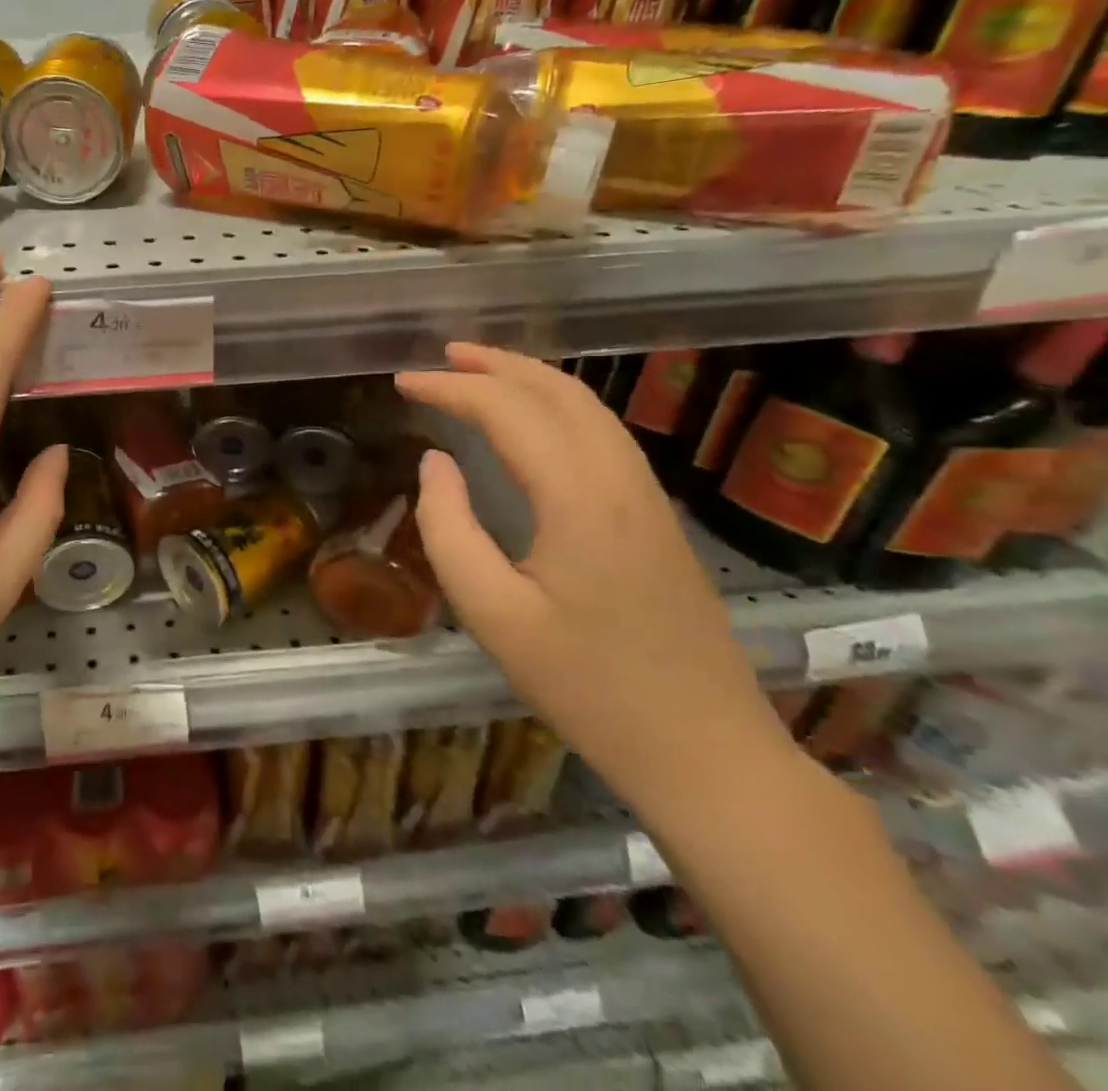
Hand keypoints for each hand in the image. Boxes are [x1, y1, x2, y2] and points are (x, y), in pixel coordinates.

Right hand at [397, 345, 796, 823]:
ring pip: (588, 407)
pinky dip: (559, 406)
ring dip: (530, 378)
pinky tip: (534, 421)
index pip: (506, 411)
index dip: (450, 388)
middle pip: (557, 391)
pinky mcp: (657, 516)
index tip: (402, 383)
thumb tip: (434, 462)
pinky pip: (603, 434)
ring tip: (478, 372)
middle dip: (494, 364)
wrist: (705, 749)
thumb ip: (449, 528)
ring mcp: (648, 495)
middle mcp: (619, 479)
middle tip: (440, 357)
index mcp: (578, 497)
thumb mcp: (492, 614)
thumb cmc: (586, 686)